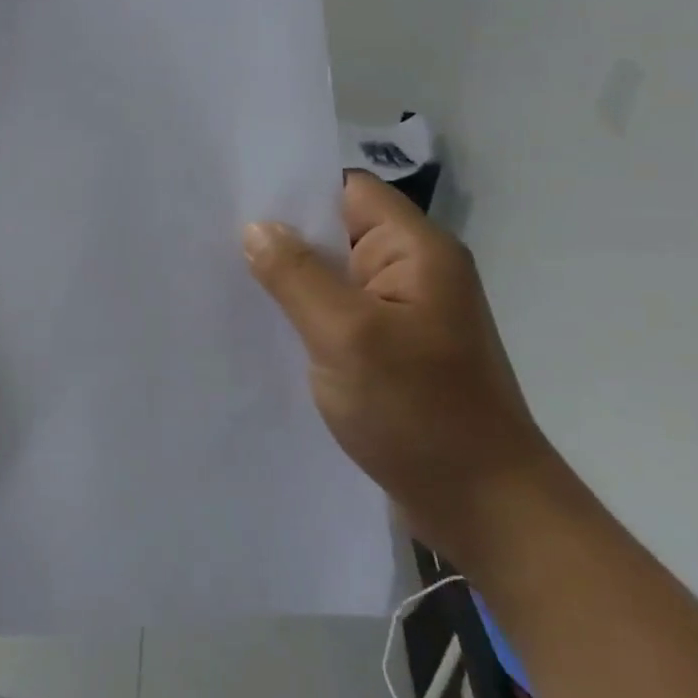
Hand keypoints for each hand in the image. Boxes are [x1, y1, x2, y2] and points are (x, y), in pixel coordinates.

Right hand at [242, 172, 559, 564]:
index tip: (236, 198)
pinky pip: (335, 314)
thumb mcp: (347, 336)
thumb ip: (296, 276)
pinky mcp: (388, 351)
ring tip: (224, 277)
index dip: (295, 188)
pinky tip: (261, 324)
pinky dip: (300, 314)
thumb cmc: (421, 413)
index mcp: (416, 252)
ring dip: (286, 278)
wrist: (485, 509)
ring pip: (331, 276)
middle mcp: (412, 273)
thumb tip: (256, 227)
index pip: (349, 191)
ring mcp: (401, 315)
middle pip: (336, 231)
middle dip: (280, 234)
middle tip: (213, 237)